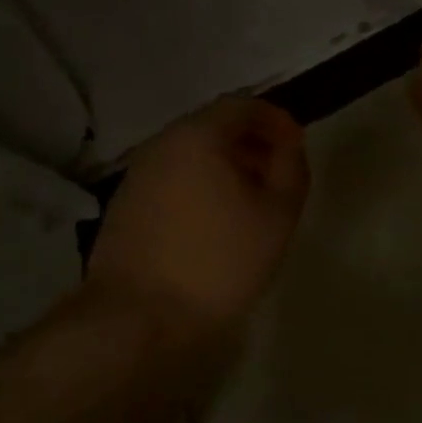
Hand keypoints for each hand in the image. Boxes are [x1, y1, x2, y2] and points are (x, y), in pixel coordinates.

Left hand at [88, 97, 310, 348]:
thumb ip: (291, 168)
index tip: (297, 146)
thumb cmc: (218, 261)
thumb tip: (287, 145)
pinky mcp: (124, 205)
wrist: (138, 317)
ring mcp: (137, 174)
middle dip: (251, 143)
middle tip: (278, 174)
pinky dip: (200, 186)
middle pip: (214, 127)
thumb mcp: (278, 215)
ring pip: (191, 155)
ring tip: (250, 201)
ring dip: (225, 166)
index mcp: (198, 135)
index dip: (276, 120)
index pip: (243, 105)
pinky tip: (214, 222)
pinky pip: (173, 179)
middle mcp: (162, 144)